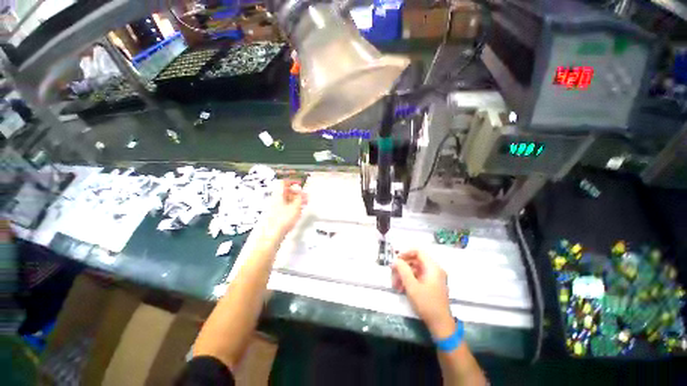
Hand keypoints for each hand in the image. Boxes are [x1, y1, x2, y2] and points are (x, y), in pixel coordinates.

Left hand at [261, 180, 307, 238]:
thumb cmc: (283, 219)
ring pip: (286, 199)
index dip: (292, 181)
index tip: (300, 184)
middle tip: (304, 196)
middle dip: (296, 192)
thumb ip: (299, 197)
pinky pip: (284, 206)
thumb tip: (300, 190)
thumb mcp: (296, 206)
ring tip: (303, 204)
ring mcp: (274, 207)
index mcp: (278, 194)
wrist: (272, 234)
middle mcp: (275, 199)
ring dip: (295, 199)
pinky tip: (298, 211)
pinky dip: (292, 206)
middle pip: (285, 191)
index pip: (283, 182)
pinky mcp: (275, 215)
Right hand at [392, 250, 455, 338]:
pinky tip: (401, 289)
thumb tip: (396, 260)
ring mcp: (433, 278)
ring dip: (403, 275)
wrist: (440, 325)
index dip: (405, 253)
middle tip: (392, 274)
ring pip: (414, 270)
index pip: (418, 252)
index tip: (396, 260)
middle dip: (402, 267)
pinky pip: (417, 277)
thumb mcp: (412, 286)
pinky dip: (408, 281)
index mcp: (432, 267)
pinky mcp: (430, 285)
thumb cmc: (427, 304)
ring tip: (395, 285)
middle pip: (414, 261)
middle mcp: (434, 270)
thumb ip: (403, 270)